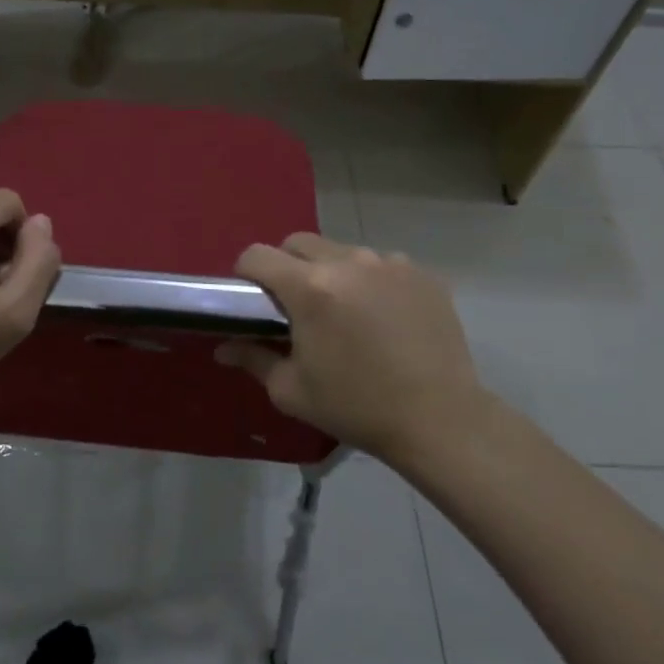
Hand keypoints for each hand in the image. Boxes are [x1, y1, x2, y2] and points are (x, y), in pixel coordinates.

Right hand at [216, 234, 488, 463]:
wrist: (440, 420)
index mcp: (310, 288)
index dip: (246, 272)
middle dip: (287, 266)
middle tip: (295, 305)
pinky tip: (383, 317)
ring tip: (344, 312)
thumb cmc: (357, 407)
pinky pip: (382, 264)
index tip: (251, 297)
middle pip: (299, 243)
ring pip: (342, 251)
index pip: (258, 254)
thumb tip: (224, 347)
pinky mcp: (421, 273)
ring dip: (332, 272)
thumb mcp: (292, 390)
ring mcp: (389, 263)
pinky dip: (371, 281)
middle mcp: (348, 262)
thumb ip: (253, 358)